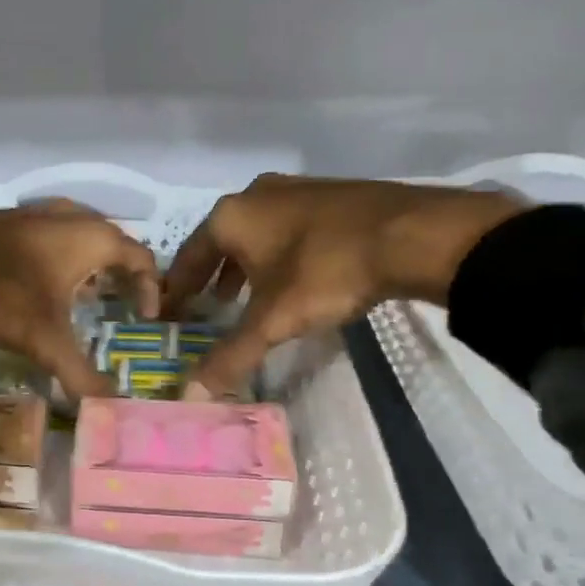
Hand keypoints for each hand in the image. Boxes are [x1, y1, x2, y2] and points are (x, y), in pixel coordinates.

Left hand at [0, 202, 159, 396]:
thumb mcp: (48, 341)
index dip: (151, 287)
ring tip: (83, 292)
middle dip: (121, 272)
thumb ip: (81, 374)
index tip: (146, 316)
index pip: (142, 258)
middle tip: (119, 302)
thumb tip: (109, 408)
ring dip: (88, 261)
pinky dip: (57, 254)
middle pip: (113, 240)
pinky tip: (39, 278)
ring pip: (79, 232)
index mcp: (95, 239)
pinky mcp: (10, 216)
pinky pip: (49, 232)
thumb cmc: (6, 293)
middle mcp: (73, 216)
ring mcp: (38, 211)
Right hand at [162, 174, 525, 397]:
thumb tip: (190, 396)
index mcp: (230, 216)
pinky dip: (278, 252)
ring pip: (256, 232)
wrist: (413, 234)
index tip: (171, 310)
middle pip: (220, 240)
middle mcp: (256, 194)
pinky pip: (288, 226)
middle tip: (208, 305)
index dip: (178, 288)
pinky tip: (293, 275)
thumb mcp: (273, 320)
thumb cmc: (326, 272)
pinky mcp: (331, 193)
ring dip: (246, 264)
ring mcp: (296, 189)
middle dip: (212, 275)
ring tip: (246, 294)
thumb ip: (230, 356)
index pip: (188, 256)